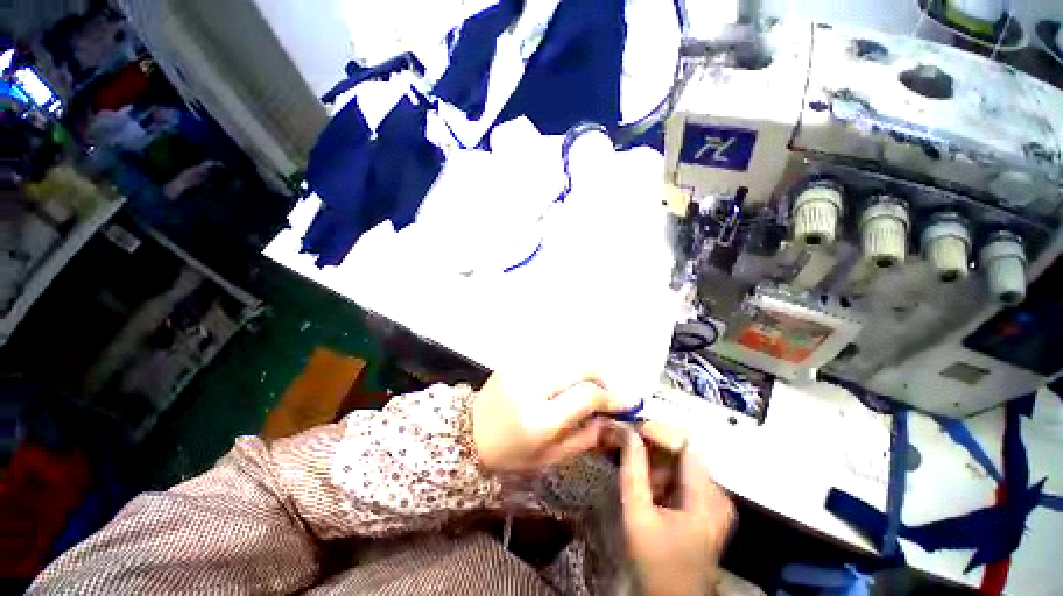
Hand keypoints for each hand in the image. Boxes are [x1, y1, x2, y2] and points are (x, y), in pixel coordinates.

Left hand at [471, 373, 633, 472]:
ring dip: (584, 372)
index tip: (626, 402)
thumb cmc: (511, 453)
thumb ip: (585, 438)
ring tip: (584, 389)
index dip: (611, 397)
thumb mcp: (550, 458)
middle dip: (601, 378)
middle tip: (605, 394)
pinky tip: (563, 382)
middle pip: (581, 367)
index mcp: (539, 418)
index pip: (586, 395)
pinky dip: (566, 368)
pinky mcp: (517, 360)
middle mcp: (532, 385)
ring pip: (569, 358)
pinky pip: (552, 357)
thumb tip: (612, 420)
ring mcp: (522, 368)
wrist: (469, 433)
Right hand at [619, 428, 734, 595]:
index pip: (684, 443)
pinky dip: (660, 474)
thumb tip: (626, 430)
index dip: (656, 430)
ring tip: (630, 462)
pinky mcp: (706, 507)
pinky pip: (681, 478)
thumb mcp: (638, 514)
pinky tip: (644, 483)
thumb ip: (633, 469)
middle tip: (624, 440)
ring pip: (680, 463)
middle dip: (651, 444)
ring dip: (654, 460)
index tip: (630, 428)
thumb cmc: (655, 563)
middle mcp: (717, 494)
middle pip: (683, 451)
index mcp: (707, 496)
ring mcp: (713, 501)